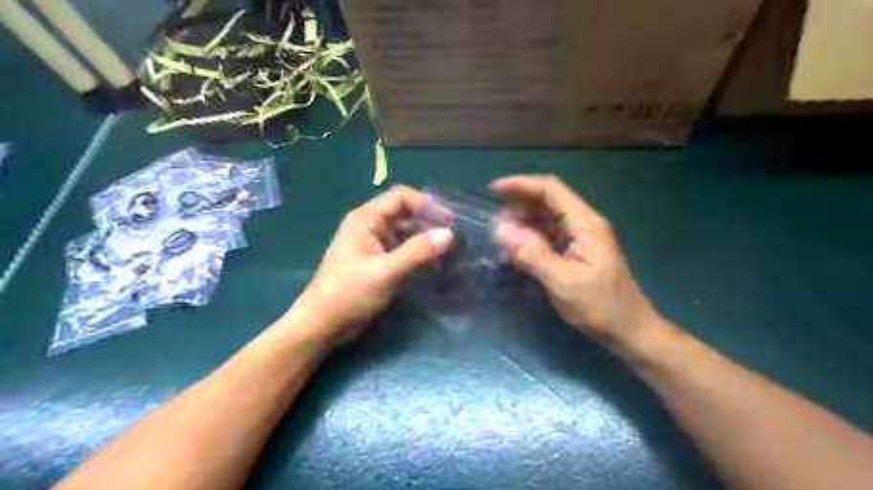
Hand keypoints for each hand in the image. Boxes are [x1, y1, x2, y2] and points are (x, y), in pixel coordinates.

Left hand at [290, 185, 454, 343]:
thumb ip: (417, 251)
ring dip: (427, 243)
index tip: (449, 221)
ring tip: (451, 256)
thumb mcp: (386, 271)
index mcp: (366, 219)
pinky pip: (404, 252)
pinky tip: (436, 268)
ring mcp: (375, 246)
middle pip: (406, 216)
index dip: (426, 205)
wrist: (323, 324)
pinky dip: (419, 257)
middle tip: (455, 240)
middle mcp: (371, 227)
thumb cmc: (350, 292)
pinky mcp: (379, 263)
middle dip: (430, 226)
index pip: (401, 198)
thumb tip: (449, 234)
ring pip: (407, 235)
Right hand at [493, 174, 657, 343]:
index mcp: (585, 223)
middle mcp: (583, 223)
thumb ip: (532, 254)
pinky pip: (548, 237)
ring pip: (545, 220)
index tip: (493, 190)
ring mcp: (581, 237)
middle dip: (518, 210)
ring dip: (522, 228)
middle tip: (495, 229)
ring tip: (502, 247)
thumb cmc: (600, 307)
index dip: (521, 184)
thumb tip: (500, 229)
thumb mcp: (562, 282)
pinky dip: (530, 243)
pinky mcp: (576, 251)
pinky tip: (517, 258)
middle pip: (547, 202)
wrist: (629, 330)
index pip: (551, 190)